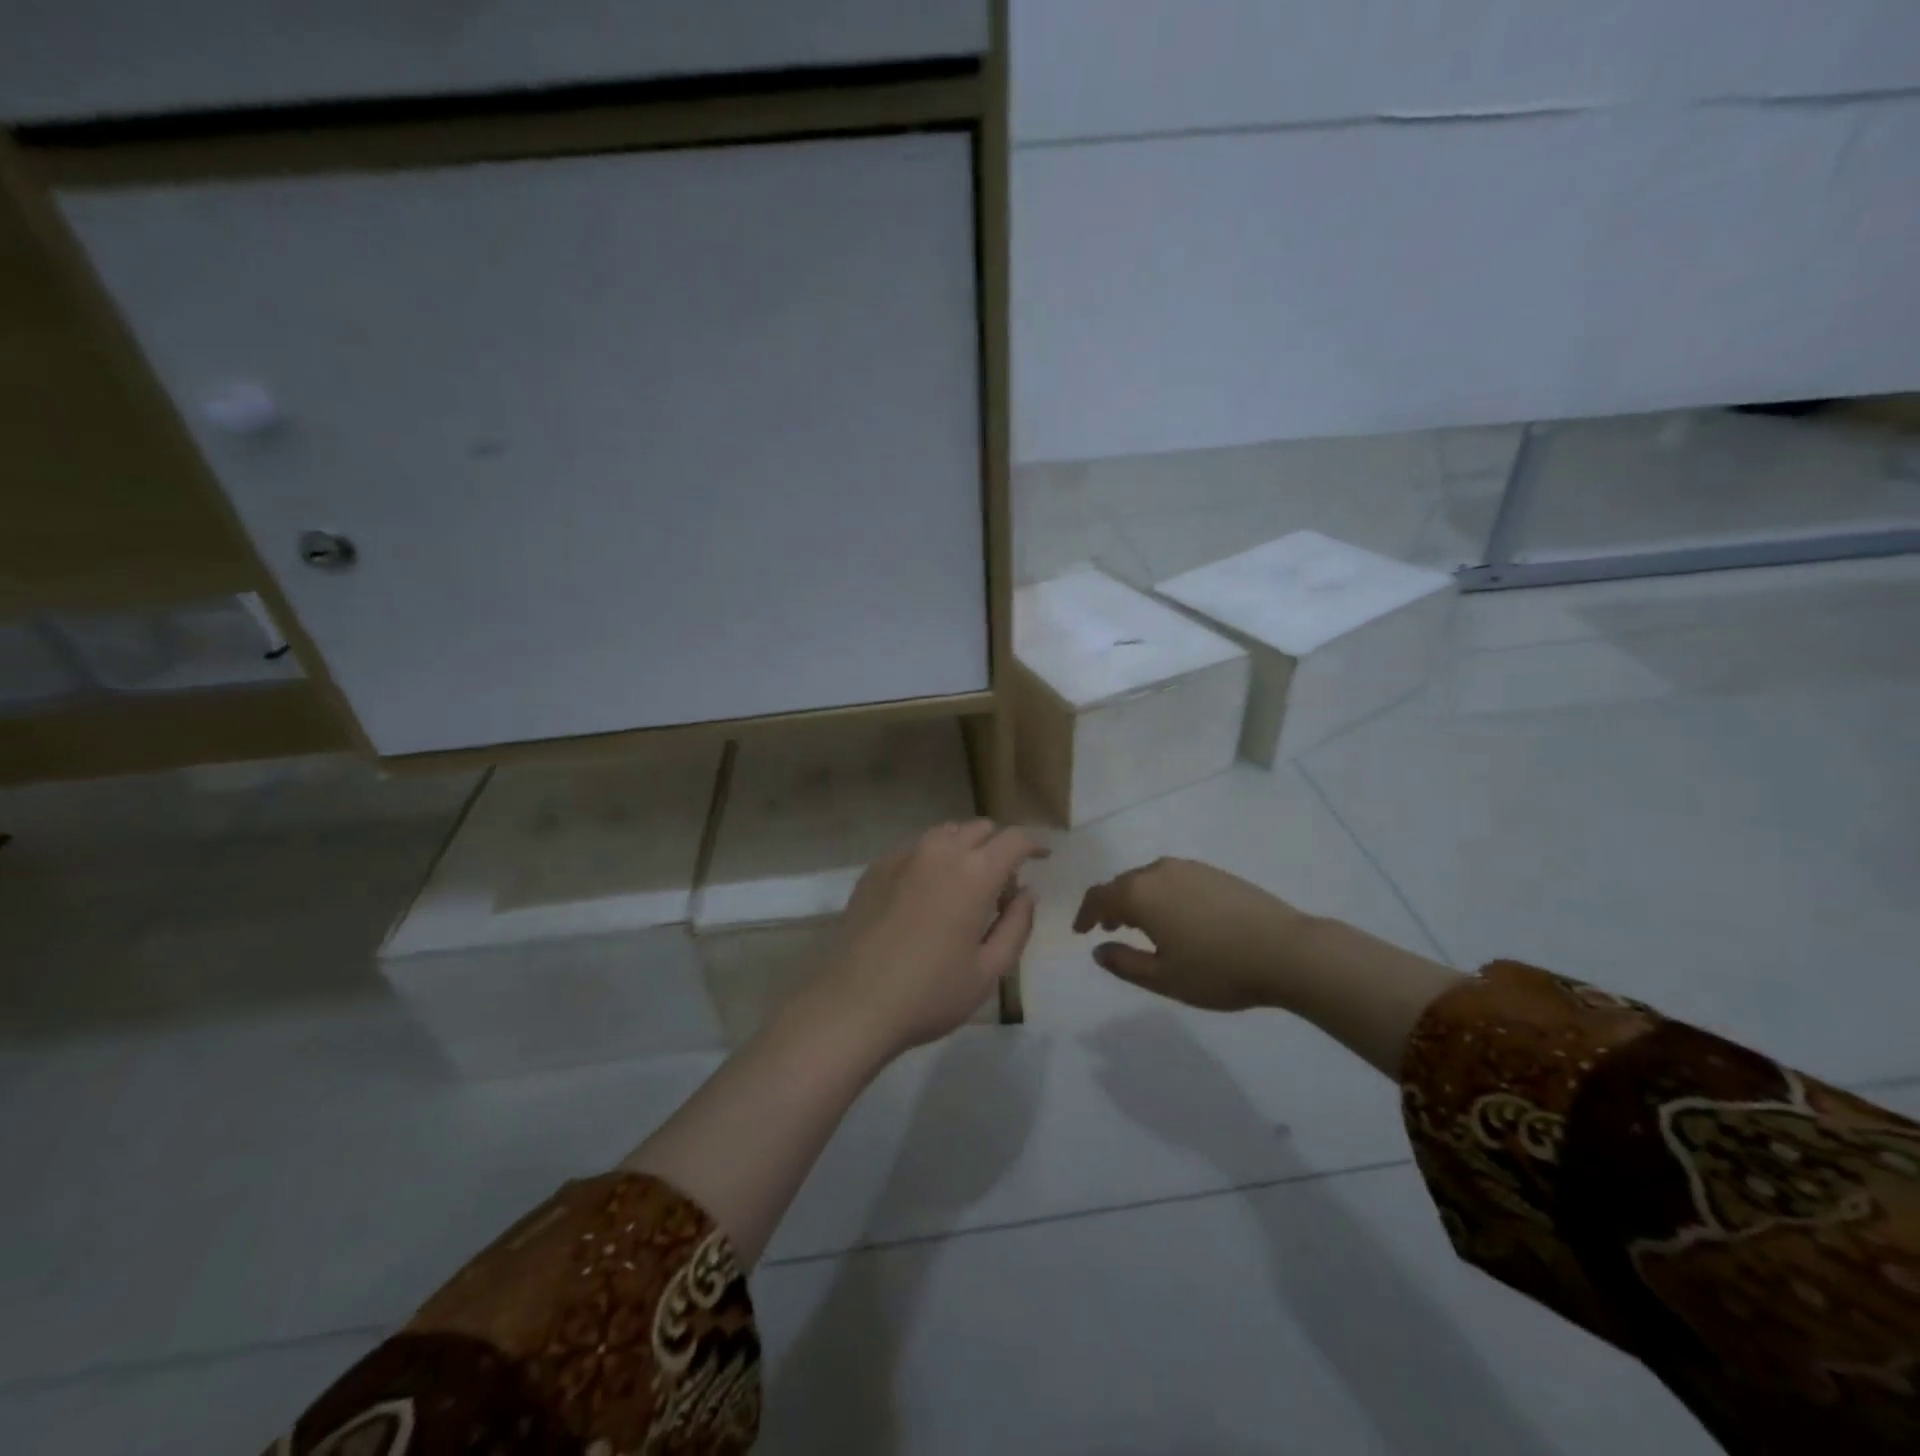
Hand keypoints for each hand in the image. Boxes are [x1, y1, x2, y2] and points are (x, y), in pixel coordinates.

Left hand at [817, 820, 1045, 1056]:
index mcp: (975, 873)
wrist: (854, 1003)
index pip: (1014, 839)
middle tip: (1001, 882)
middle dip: (997, 845)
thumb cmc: (931, 993)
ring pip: (944, 833)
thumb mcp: (989, 970)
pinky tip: (925, 895)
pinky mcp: (875, 869)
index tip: (1042, 858)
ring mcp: (903, 857)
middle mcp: (939, 852)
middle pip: (979, 828)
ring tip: (963, 884)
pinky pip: (913, 850)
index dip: (1034, 845)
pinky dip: (931, 860)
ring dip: (963, 848)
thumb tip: (1027, 893)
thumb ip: (1016, 925)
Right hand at [1073, 858, 1313, 1011]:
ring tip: (1141, 925)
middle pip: (1123, 883)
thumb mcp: (1163, 977)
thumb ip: (1124, 963)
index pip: (1099, 896)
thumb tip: (1098, 949)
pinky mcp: (1215, 872)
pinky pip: (1173, 879)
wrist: (1287, 951)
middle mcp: (1159, 871)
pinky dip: (1161, 894)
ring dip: (1137, 899)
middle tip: (1109, 929)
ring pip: (1149, 879)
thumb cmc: (1217, 969)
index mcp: (1140, 894)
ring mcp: (1190, 868)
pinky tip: (1177, 917)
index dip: (1085, 914)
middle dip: (1111, 905)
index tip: (1080, 931)